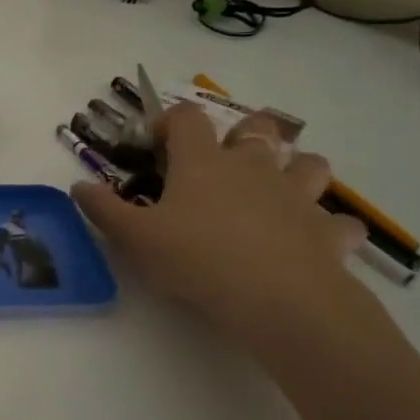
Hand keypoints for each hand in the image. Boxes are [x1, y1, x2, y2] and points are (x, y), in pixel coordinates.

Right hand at [72, 104, 366, 353]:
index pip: (189, 117)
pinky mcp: (329, 232)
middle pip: (257, 128)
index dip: (173, 121)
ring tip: (279, 188)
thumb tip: (78, 185)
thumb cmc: (198, 260)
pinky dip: (330, 227)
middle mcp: (253, 168)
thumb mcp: (135, 238)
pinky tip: (316, 241)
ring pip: (309, 163)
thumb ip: (103, 209)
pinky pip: (340, 222)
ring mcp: (298, 197)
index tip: (159, 142)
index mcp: (203, 162)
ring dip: (297, 168)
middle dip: (243, 133)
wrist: (280, 301)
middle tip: (225, 159)